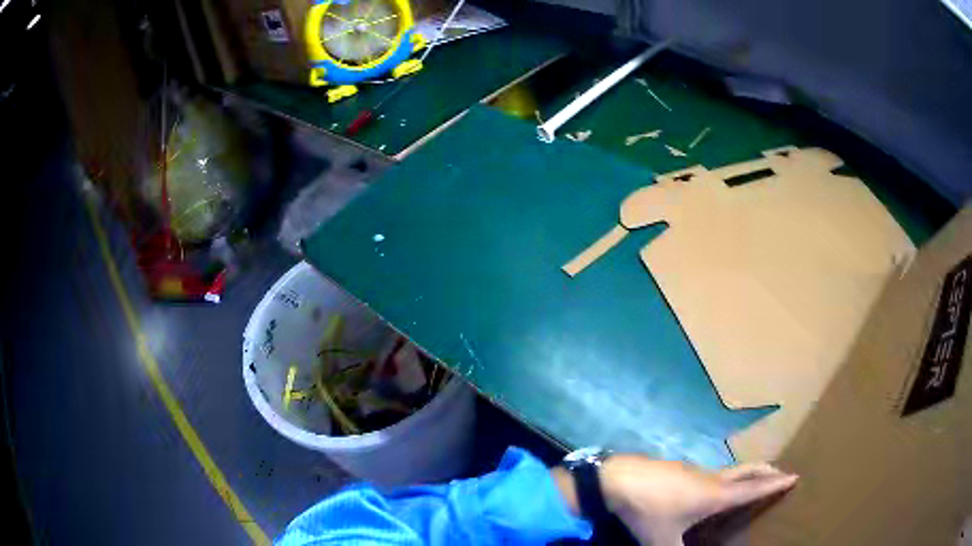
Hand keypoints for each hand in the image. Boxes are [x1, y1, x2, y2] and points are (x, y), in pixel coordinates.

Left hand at [601, 455, 797, 544]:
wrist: (618, 479)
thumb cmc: (648, 511)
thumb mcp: (662, 542)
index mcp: (715, 495)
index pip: (753, 489)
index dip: (774, 484)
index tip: (794, 476)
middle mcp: (711, 478)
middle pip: (746, 471)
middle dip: (766, 471)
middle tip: (779, 474)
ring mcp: (694, 470)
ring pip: (728, 471)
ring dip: (744, 474)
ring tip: (748, 485)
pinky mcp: (678, 468)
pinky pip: (709, 473)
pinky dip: (722, 478)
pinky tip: (710, 489)